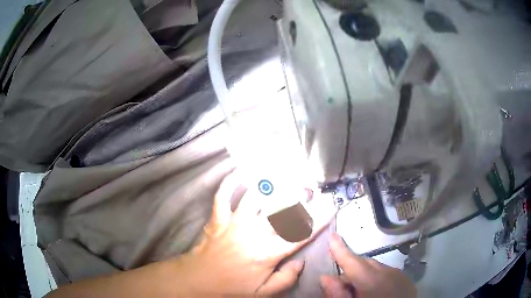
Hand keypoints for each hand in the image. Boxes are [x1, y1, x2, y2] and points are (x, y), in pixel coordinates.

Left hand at [176, 172, 333, 295]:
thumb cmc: (232, 287)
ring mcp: (235, 224)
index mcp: (268, 253)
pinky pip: (222, 196)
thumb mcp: (263, 293)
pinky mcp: (218, 219)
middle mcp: (254, 234)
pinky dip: (229, 183)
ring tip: (280, 175)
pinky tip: (238, 173)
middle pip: (281, 210)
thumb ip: (285, 280)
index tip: (331, 205)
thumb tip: (300, 263)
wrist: (200, 280)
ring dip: (269, 185)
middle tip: (308, 186)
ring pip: (254, 198)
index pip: (300, 235)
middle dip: (297, 196)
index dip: (319, 220)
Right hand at [320, 234, 416, 297]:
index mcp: (372, 281)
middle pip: (364, 263)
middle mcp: (388, 272)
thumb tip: (326, 277)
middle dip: (351, 270)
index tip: (332, 235)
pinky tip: (376, 293)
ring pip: (377, 268)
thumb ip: (337, 294)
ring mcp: (400, 276)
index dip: (340, 249)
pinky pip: (388, 274)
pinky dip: (378, 279)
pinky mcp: (407, 281)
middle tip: (341, 286)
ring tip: (359, 292)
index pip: (352, 260)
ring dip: (365, 275)